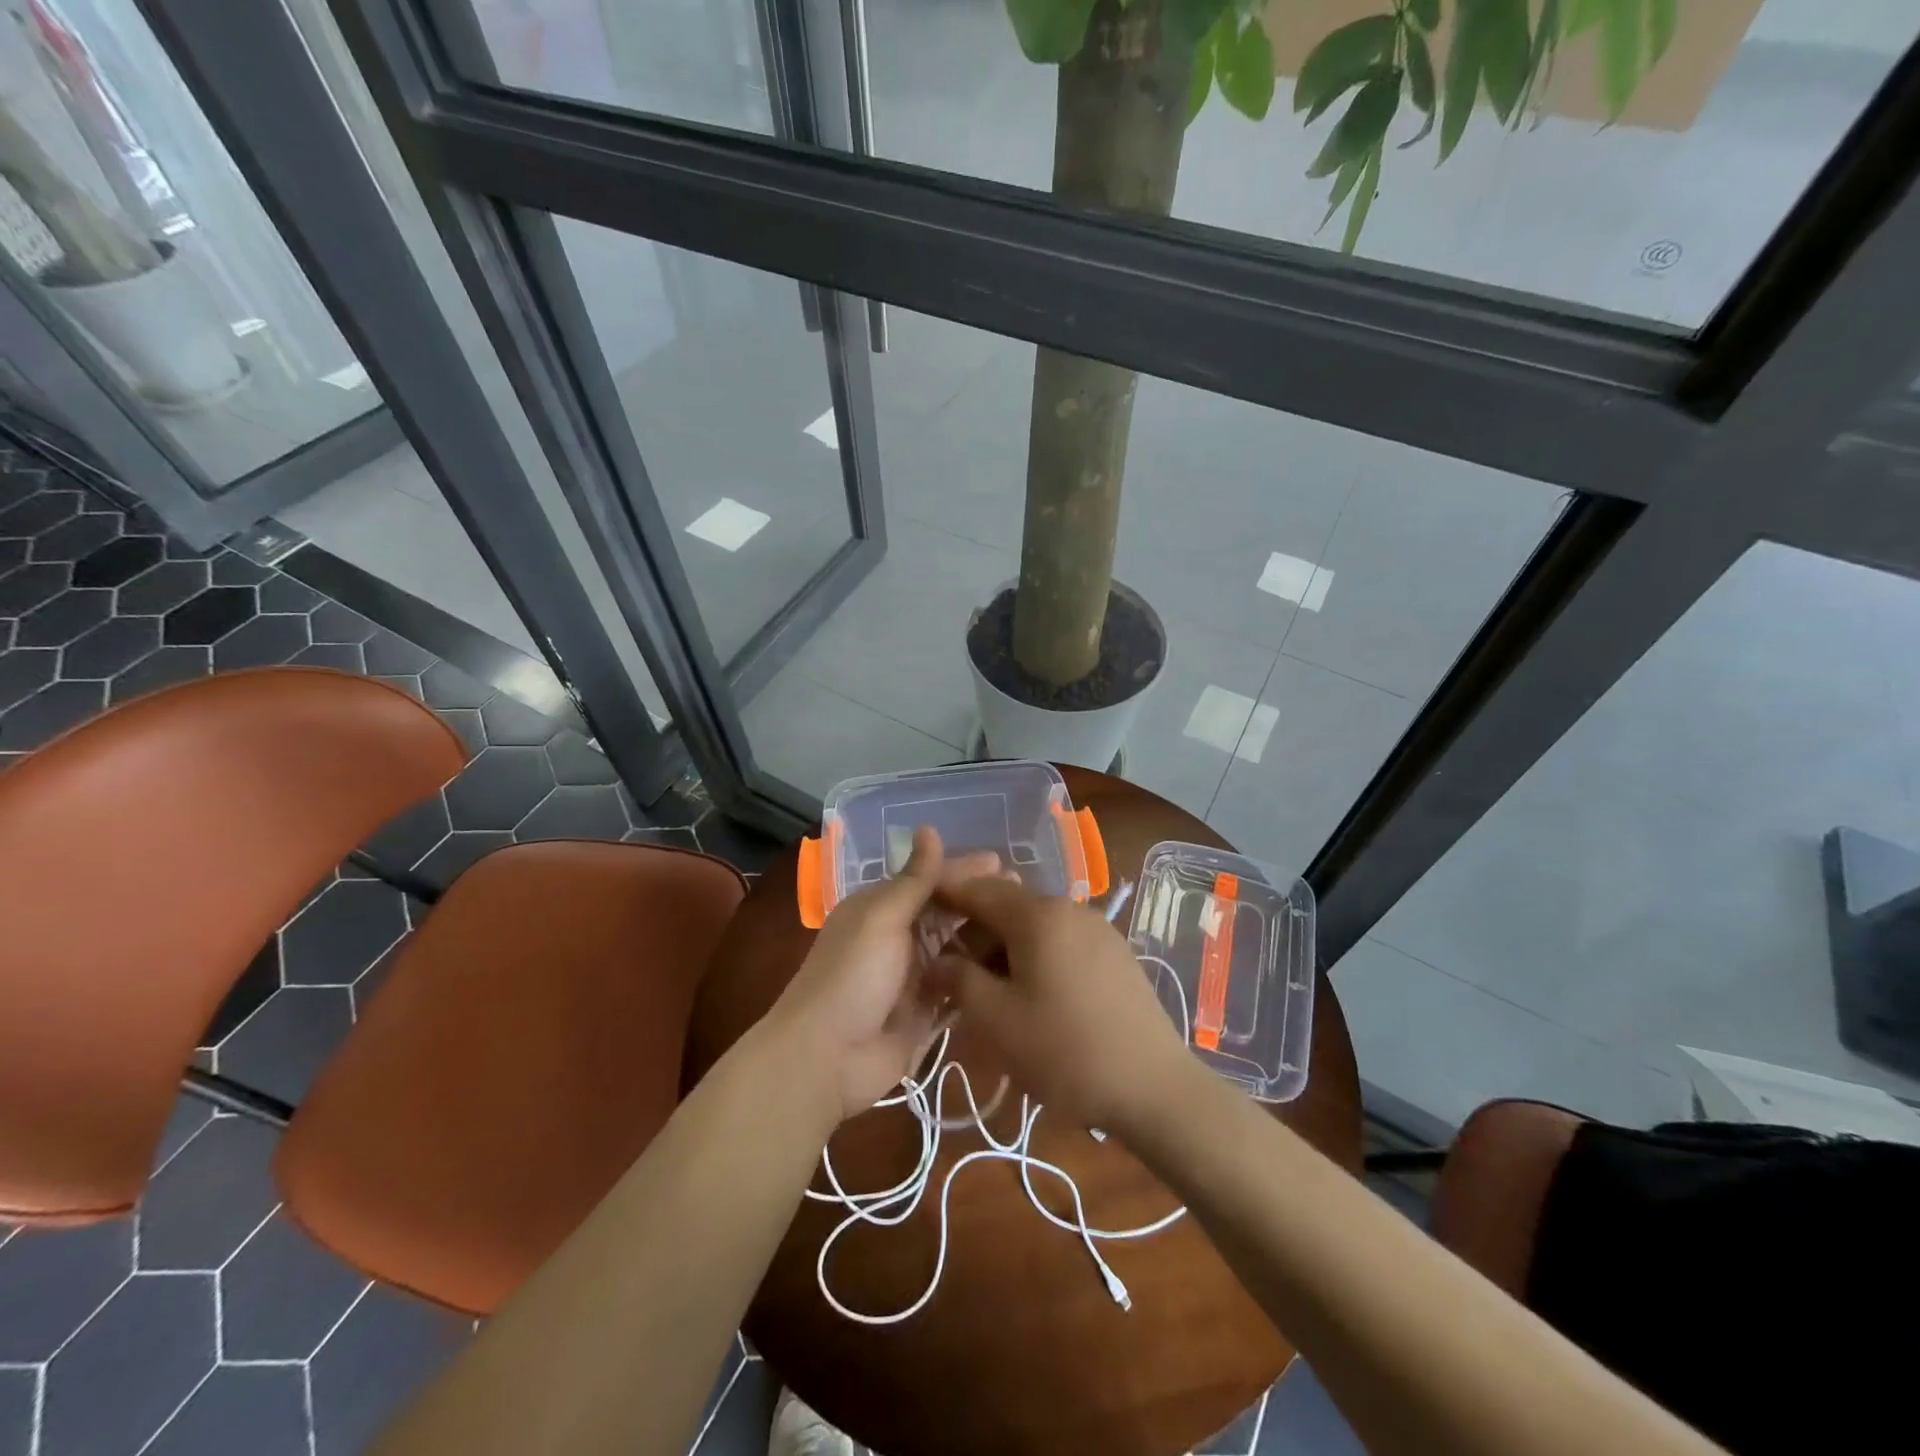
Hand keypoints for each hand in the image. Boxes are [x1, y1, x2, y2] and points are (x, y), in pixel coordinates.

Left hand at [766, 827, 1000, 1120]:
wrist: (826, 1057)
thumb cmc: (851, 976)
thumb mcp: (882, 918)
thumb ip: (914, 879)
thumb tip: (929, 827)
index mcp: (882, 908)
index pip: (930, 881)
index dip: (964, 872)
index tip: (1004, 864)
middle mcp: (899, 937)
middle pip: (946, 914)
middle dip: (980, 903)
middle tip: (1026, 896)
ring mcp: (914, 976)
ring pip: (957, 949)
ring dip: (986, 938)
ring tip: (1028, 930)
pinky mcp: (927, 1011)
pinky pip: (960, 986)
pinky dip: (981, 976)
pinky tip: (1014, 969)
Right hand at [927, 876, 1193, 1137]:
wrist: (1154, 1088)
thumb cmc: (1065, 1051)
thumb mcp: (997, 1020)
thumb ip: (959, 980)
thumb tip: (938, 960)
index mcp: (1038, 915)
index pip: (979, 889)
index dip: (945, 895)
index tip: (919, 907)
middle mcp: (1069, 908)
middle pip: (1008, 907)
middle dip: (974, 932)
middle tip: (949, 971)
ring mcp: (1097, 929)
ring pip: (1035, 926)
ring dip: (1004, 948)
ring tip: (986, 990)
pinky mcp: (1114, 953)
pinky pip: (1061, 941)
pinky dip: (1034, 956)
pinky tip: (1029, 994)